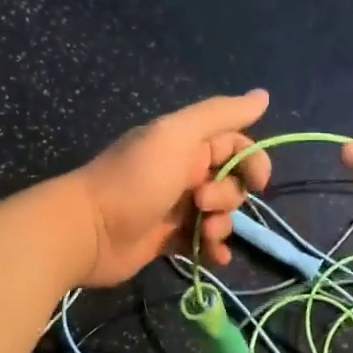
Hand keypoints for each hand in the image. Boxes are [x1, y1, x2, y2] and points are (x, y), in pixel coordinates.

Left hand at [68, 91, 273, 286]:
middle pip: (230, 182)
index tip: (258, 182)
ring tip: (203, 235)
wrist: (87, 231)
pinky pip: (202, 241)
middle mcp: (183, 171)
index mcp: (186, 143)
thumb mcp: (177, 136)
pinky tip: (214, 258)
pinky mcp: (167, 239)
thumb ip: (220, 114)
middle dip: (228, 197)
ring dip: (222, 226)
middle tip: (201, 204)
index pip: (236, 145)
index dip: (252, 162)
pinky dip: (213, 249)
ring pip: (219, 214)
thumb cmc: (135, 180)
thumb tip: (264, 95)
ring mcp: (175, 207)